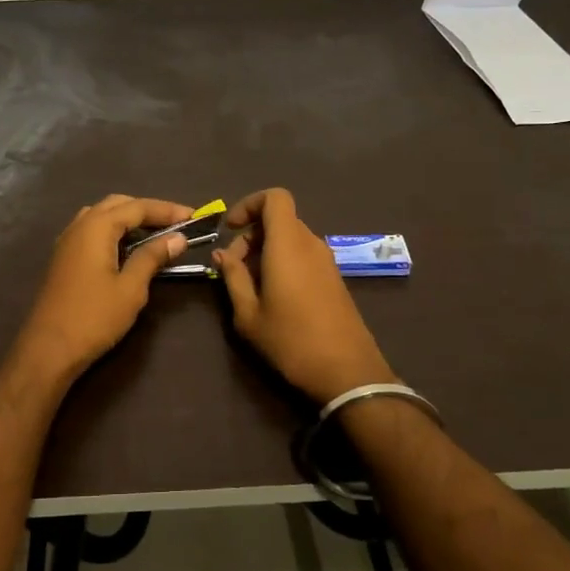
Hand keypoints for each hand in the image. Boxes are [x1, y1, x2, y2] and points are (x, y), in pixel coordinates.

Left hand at [7, 194, 193, 382]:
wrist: (48, 349)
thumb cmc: (93, 317)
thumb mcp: (131, 288)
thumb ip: (152, 257)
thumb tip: (178, 238)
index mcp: (97, 227)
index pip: (138, 207)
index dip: (167, 210)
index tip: (194, 216)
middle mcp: (79, 225)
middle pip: (118, 204)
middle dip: (148, 210)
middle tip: (175, 224)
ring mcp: (67, 241)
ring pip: (102, 215)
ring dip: (129, 219)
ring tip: (154, 234)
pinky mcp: (63, 257)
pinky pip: (91, 230)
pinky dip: (113, 231)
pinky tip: (127, 249)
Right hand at [214, 188, 396, 404]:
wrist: (347, 373)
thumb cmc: (291, 341)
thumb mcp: (248, 314)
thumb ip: (233, 277)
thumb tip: (222, 253)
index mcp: (288, 244)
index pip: (274, 197)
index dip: (248, 204)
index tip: (229, 229)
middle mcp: (310, 244)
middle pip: (279, 219)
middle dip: (251, 235)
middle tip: (233, 268)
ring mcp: (326, 261)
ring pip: (291, 238)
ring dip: (266, 251)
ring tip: (250, 286)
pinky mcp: (334, 278)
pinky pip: (303, 254)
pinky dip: (284, 262)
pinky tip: (273, 296)